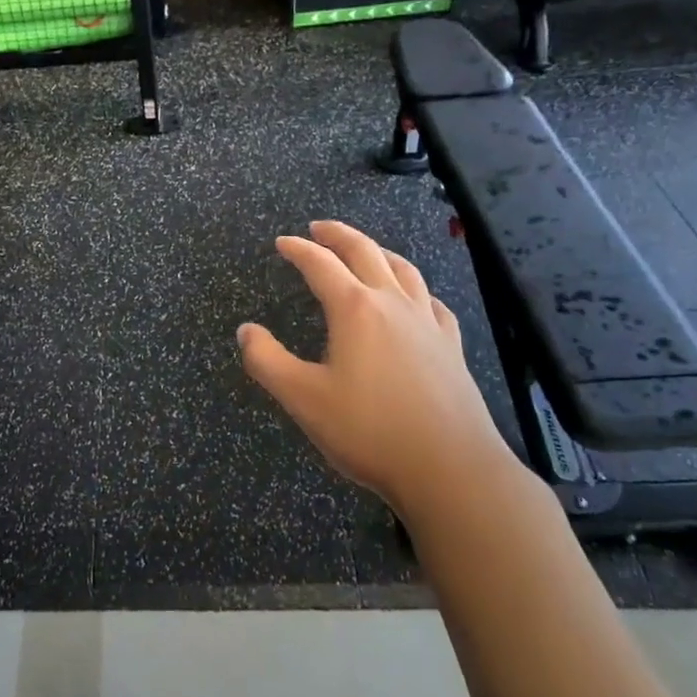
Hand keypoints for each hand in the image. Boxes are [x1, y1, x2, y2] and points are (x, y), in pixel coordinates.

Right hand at [238, 221, 514, 521]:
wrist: (450, 469)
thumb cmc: (369, 430)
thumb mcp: (302, 398)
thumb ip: (266, 360)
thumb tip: (245, 331)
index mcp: (355, 309)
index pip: (320, 264)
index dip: (298, 249)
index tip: (281, 242)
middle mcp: (393, 304)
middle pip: (365, 252)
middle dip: (338, 234)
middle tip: (318, 228)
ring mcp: (427, 323)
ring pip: (404, 270)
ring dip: (378, 251)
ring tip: (365, 250)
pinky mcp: (451, 347)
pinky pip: (432, 302)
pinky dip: (416, 288)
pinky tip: (415, 299)